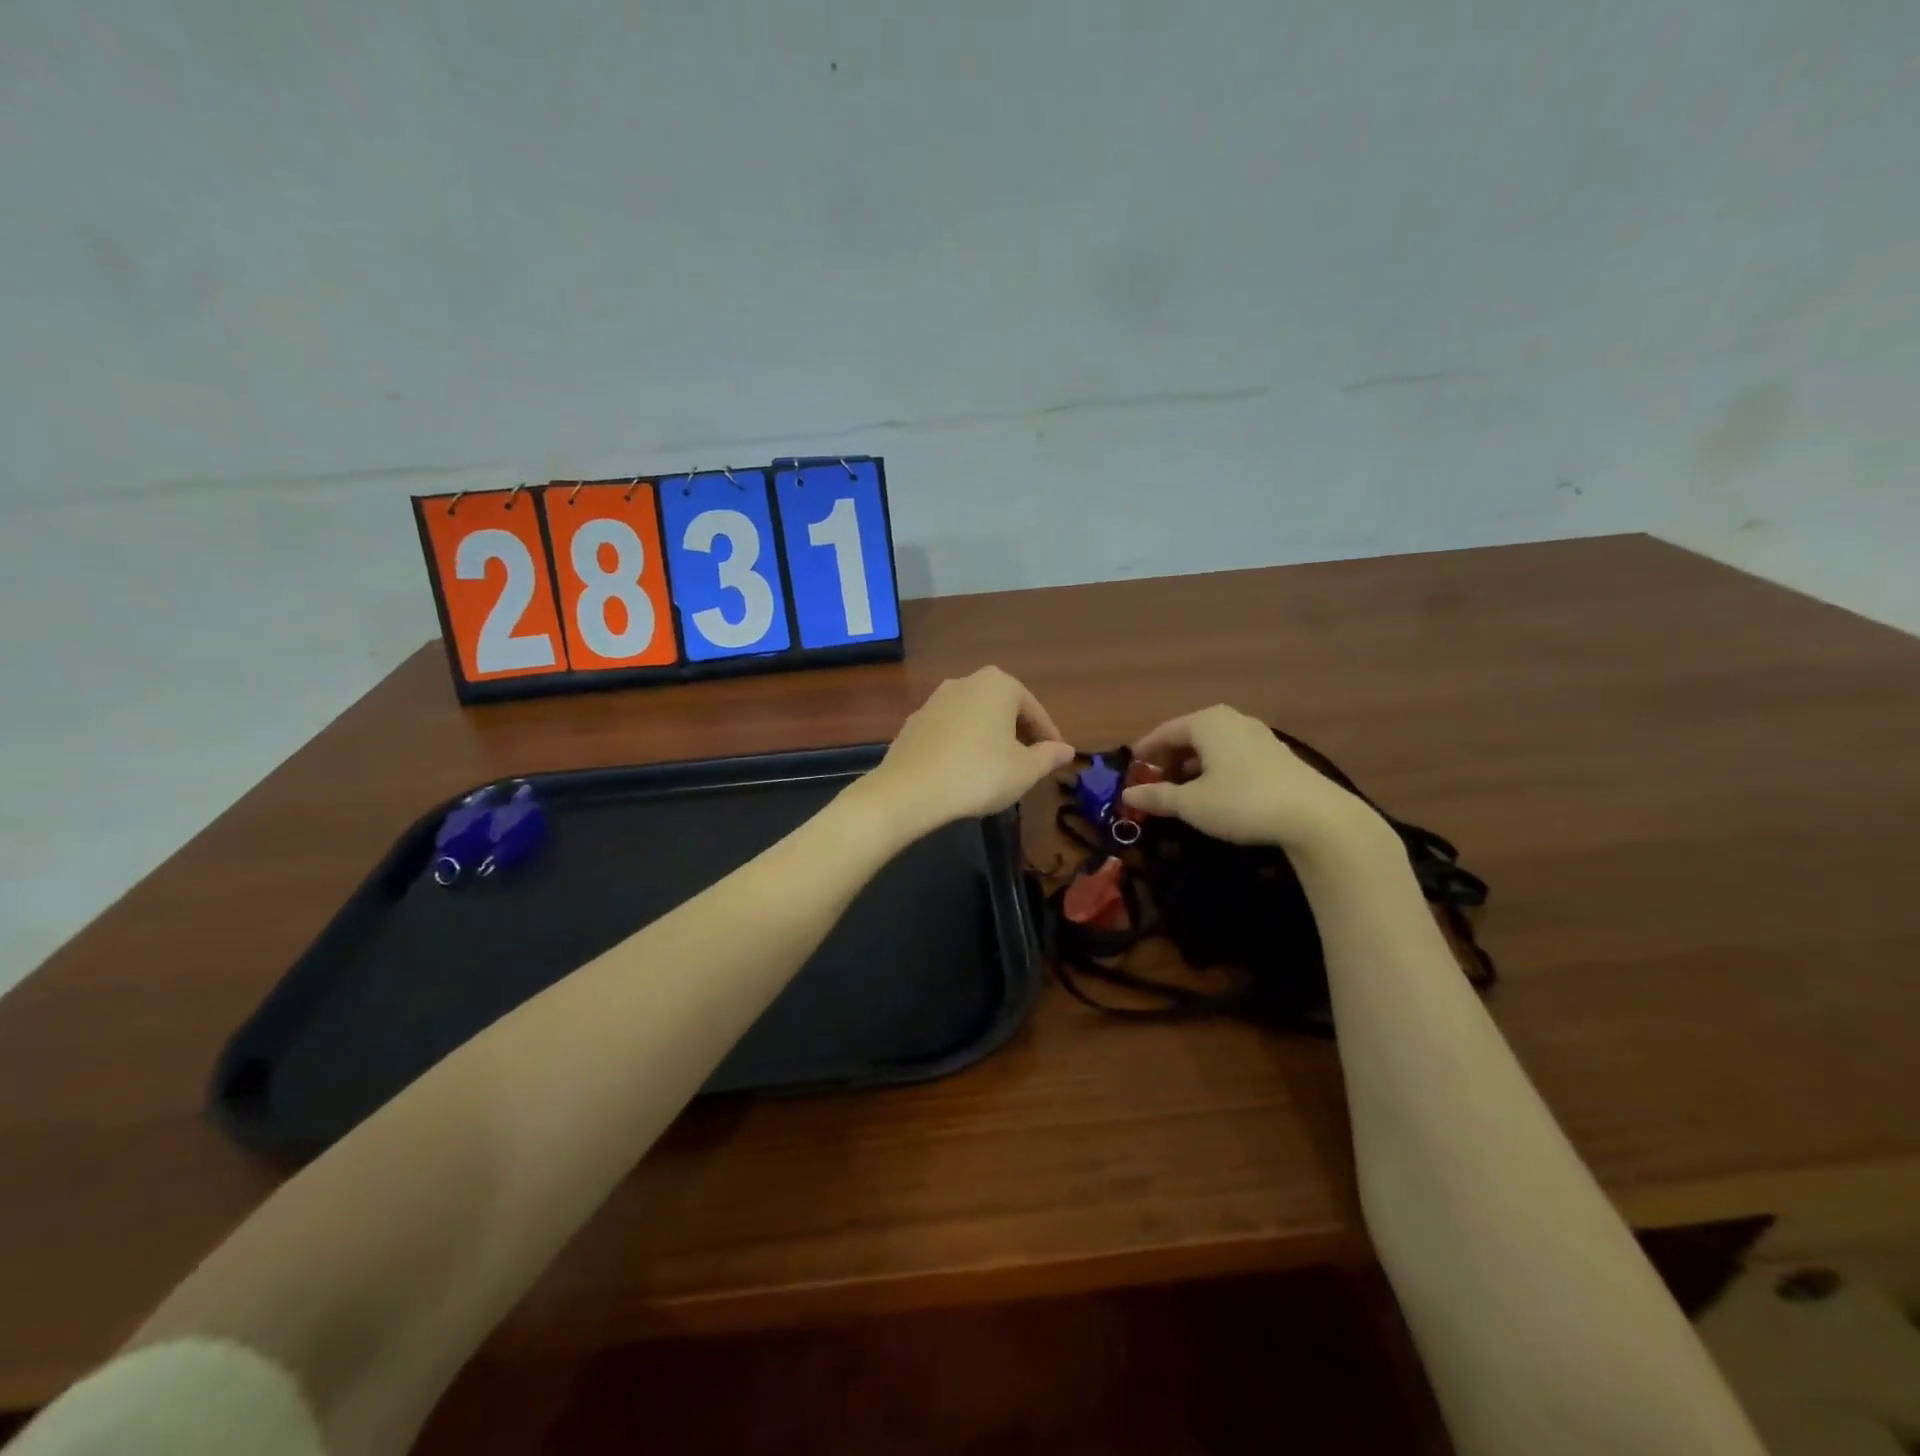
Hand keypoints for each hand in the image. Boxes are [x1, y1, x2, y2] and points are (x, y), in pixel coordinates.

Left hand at [861, 668, 1075, 839]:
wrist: (910, 790)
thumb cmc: (979, 774)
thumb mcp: (1025, 770)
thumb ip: (1049, 757)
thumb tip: (1066, 750)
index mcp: (999, 685)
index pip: (1034, 709)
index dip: (1048, 735)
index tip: (1057, 756)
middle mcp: (966, 682)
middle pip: (1003, 708)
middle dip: (1018, 732)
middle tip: (1030, 760)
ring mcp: (935, 700)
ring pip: (974, 717)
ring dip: (990, 737)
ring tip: (998, 767)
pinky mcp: (914, 722)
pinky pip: (950, 730)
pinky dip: (963, 744)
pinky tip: (965, 769)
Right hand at [1123, 705, 1384, 855]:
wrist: (1314, 816)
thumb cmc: (1241, 801)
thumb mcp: (1192, 803)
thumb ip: (1158, 796)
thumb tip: (1128, 793)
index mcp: (1206, 722)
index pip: (1164, 732)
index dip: (1144, 752)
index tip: (1130, 771)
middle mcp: (1230, 720)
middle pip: (1188, 735)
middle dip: (1168, 759)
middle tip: (1153, 783)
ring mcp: (1257, 735)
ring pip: (1212, 745)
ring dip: (1192, 765)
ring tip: (1181, 790)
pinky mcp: (1275, 754)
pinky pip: (1232, 754)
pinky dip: (1215, 768)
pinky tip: (1214, 791)